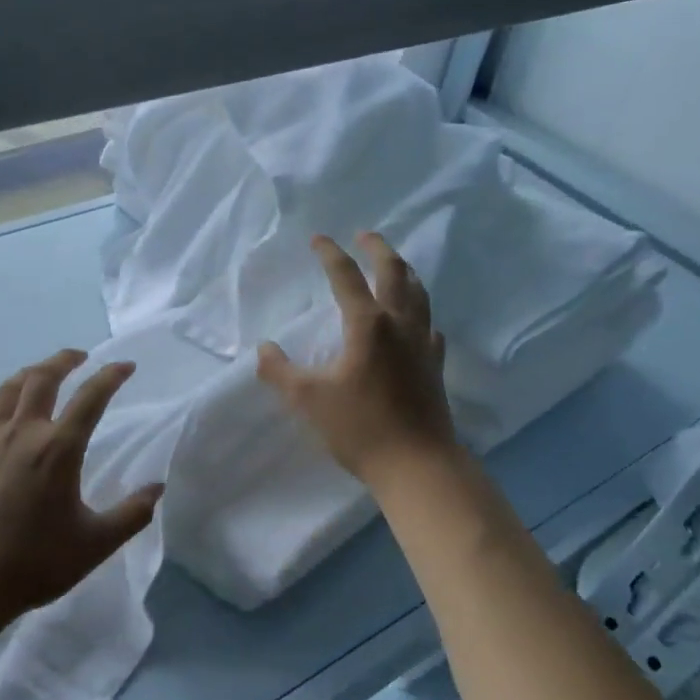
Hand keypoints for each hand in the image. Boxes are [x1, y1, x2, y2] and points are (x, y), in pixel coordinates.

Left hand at [0, 349, 164, 624]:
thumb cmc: (32, 563)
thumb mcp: (95, 544)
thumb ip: (132, 514)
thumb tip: (158, 488)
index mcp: (58, 449)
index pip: (91, 397)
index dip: (111, 376)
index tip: (126, 365)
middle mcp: (23, 431)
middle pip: (43, 377)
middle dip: (66, 360)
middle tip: (82, 357)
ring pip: (12, 386)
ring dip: (34, 371)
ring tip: (47, 372)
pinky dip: (9, 399)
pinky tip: (13, 414)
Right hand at [257, 233, 458, 486]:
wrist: (417, 464)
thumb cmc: (360, 428)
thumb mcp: (308, 400)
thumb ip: (280, 371)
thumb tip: (264, 349)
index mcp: (367, 325)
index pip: (346, 277)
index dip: (330, 254)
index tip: (318, 239)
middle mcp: (399, 324)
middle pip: (394, 272)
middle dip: (378, 248)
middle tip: (365, 235)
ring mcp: (422, 344)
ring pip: (419, 294)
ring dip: (405, 272)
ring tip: (395, 264)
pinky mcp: (435, 365)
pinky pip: (429, 325)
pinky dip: (420, 312)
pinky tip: (417, 321)